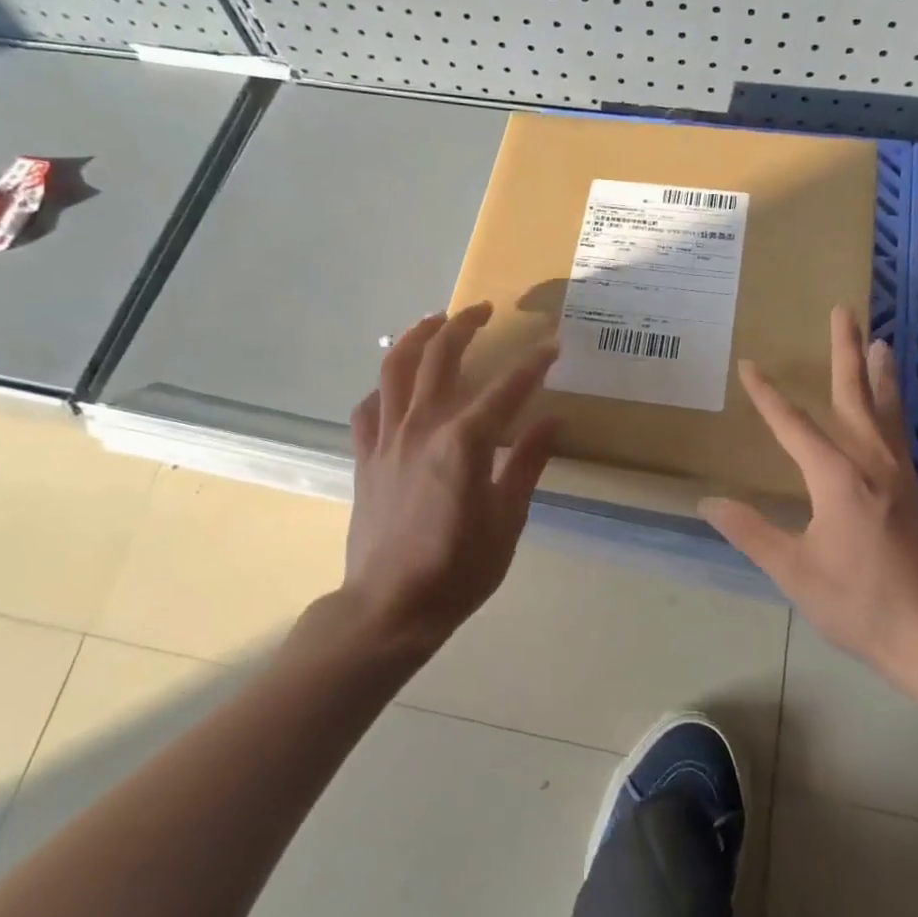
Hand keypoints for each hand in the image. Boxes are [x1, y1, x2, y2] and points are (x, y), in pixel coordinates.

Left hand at [342, 302, 559, 656]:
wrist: (390, 606)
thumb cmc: (458, 569)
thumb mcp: (507, 519)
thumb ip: (528, 463)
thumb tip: (552, 420)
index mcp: (464, 442)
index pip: (506, 387)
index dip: (532, 363)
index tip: (552, 345)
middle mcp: (422, 426)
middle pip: (440, 357)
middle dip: (465, 325)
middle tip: (485, 310)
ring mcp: (386, 438)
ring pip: (395, 368)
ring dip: (417, 336)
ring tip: (436, 321)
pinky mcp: (365, 456)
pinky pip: (368, 406)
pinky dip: (384, 387)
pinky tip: (396, 386)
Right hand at [699, 306, 917, 681]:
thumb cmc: (861, 605)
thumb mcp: (794, 572)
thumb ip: (751, 532)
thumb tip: (708, 503)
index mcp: (839, 479)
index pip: (795, 426)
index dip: (768, 396)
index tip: (750, 365)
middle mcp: (875, 465)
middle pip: (857, 397)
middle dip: (846, 352)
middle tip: (844, 311)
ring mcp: (903, 477)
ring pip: (889, 411)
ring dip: (881, 374)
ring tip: (881, 341)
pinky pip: (901, 434)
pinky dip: (894, 408)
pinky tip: (890, 412)